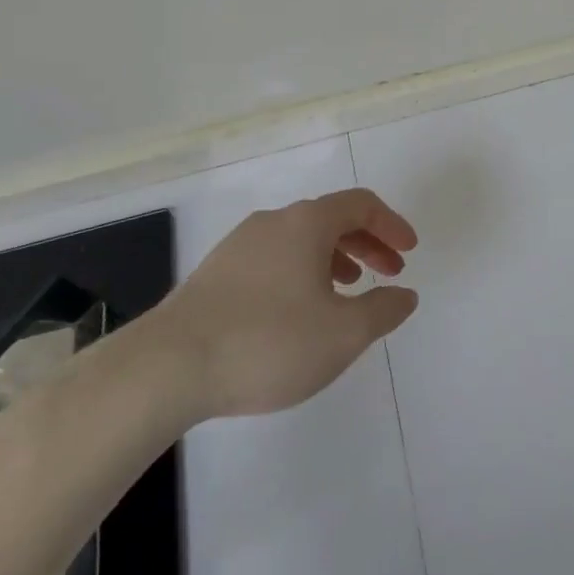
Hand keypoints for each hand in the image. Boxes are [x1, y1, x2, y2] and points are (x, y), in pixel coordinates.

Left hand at [145, 188, 419, 419]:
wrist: (164, 369)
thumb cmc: (268, 342)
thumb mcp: (344, 333)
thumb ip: (384, 310)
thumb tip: (405, 295)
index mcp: (307, 223)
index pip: (362, 205)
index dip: (392, 224)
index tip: (409, 252)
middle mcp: (273, 223)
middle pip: (331, 219)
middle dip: (368, 244)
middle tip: (389, 273)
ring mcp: (237, 247)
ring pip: (300, 241)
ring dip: (334, 259)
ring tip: (347, 292)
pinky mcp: (213, 275)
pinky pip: (273, 260)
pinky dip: (301, 273)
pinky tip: (298, 311)